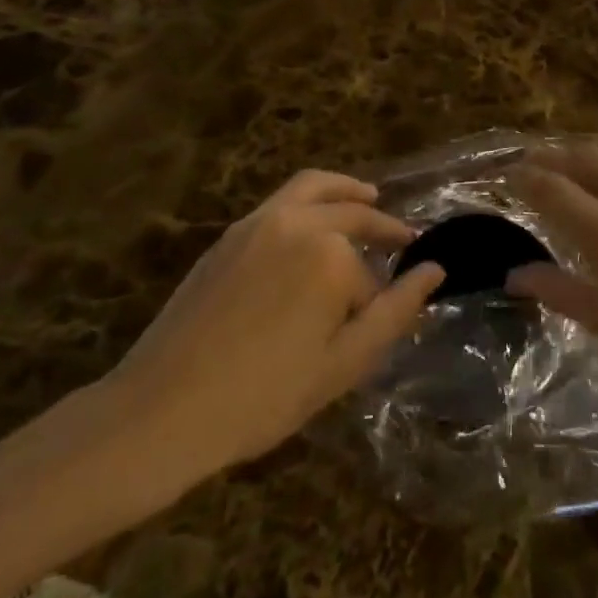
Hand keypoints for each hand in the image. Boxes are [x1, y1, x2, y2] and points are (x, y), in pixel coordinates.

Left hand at [97, 170, 443, 487]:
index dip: (375, 306)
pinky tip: (315, 224)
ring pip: (316, 187)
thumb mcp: (343, 365)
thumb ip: (396, 312)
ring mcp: (259, 221)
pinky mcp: (231, 233)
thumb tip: (435, 271)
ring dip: (349, 190)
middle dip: (381, 227)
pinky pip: (283, 199)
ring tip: (370, 197)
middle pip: (353, 213)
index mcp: (330, 255)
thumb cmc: (263, 396)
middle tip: (403, 240)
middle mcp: (298, 223)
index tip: (381, 322)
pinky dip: (313, 197)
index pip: (370, 277)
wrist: (162, 410)